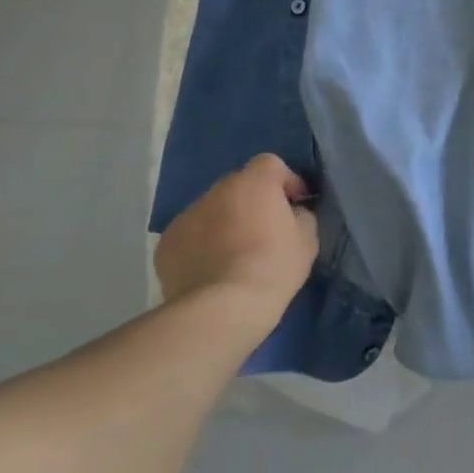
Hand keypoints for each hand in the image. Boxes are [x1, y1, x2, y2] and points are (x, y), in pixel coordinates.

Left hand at [154, 154, 318, 316]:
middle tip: (264, 229)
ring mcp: (186, 216)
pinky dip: (202, 243)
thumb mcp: (307, 238)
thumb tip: (290, 213)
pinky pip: (191, 234)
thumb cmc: (273, 267)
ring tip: (235, 252)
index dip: (285, 181)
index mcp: (253, 183)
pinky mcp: (166, 244)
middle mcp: (216, 191)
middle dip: (252, 200)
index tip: (294, 205)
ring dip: (225, 220)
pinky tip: (211, 268)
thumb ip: (300, 215)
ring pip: (212, 209)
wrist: (222, 308)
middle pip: (239, 184)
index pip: (270, 163)